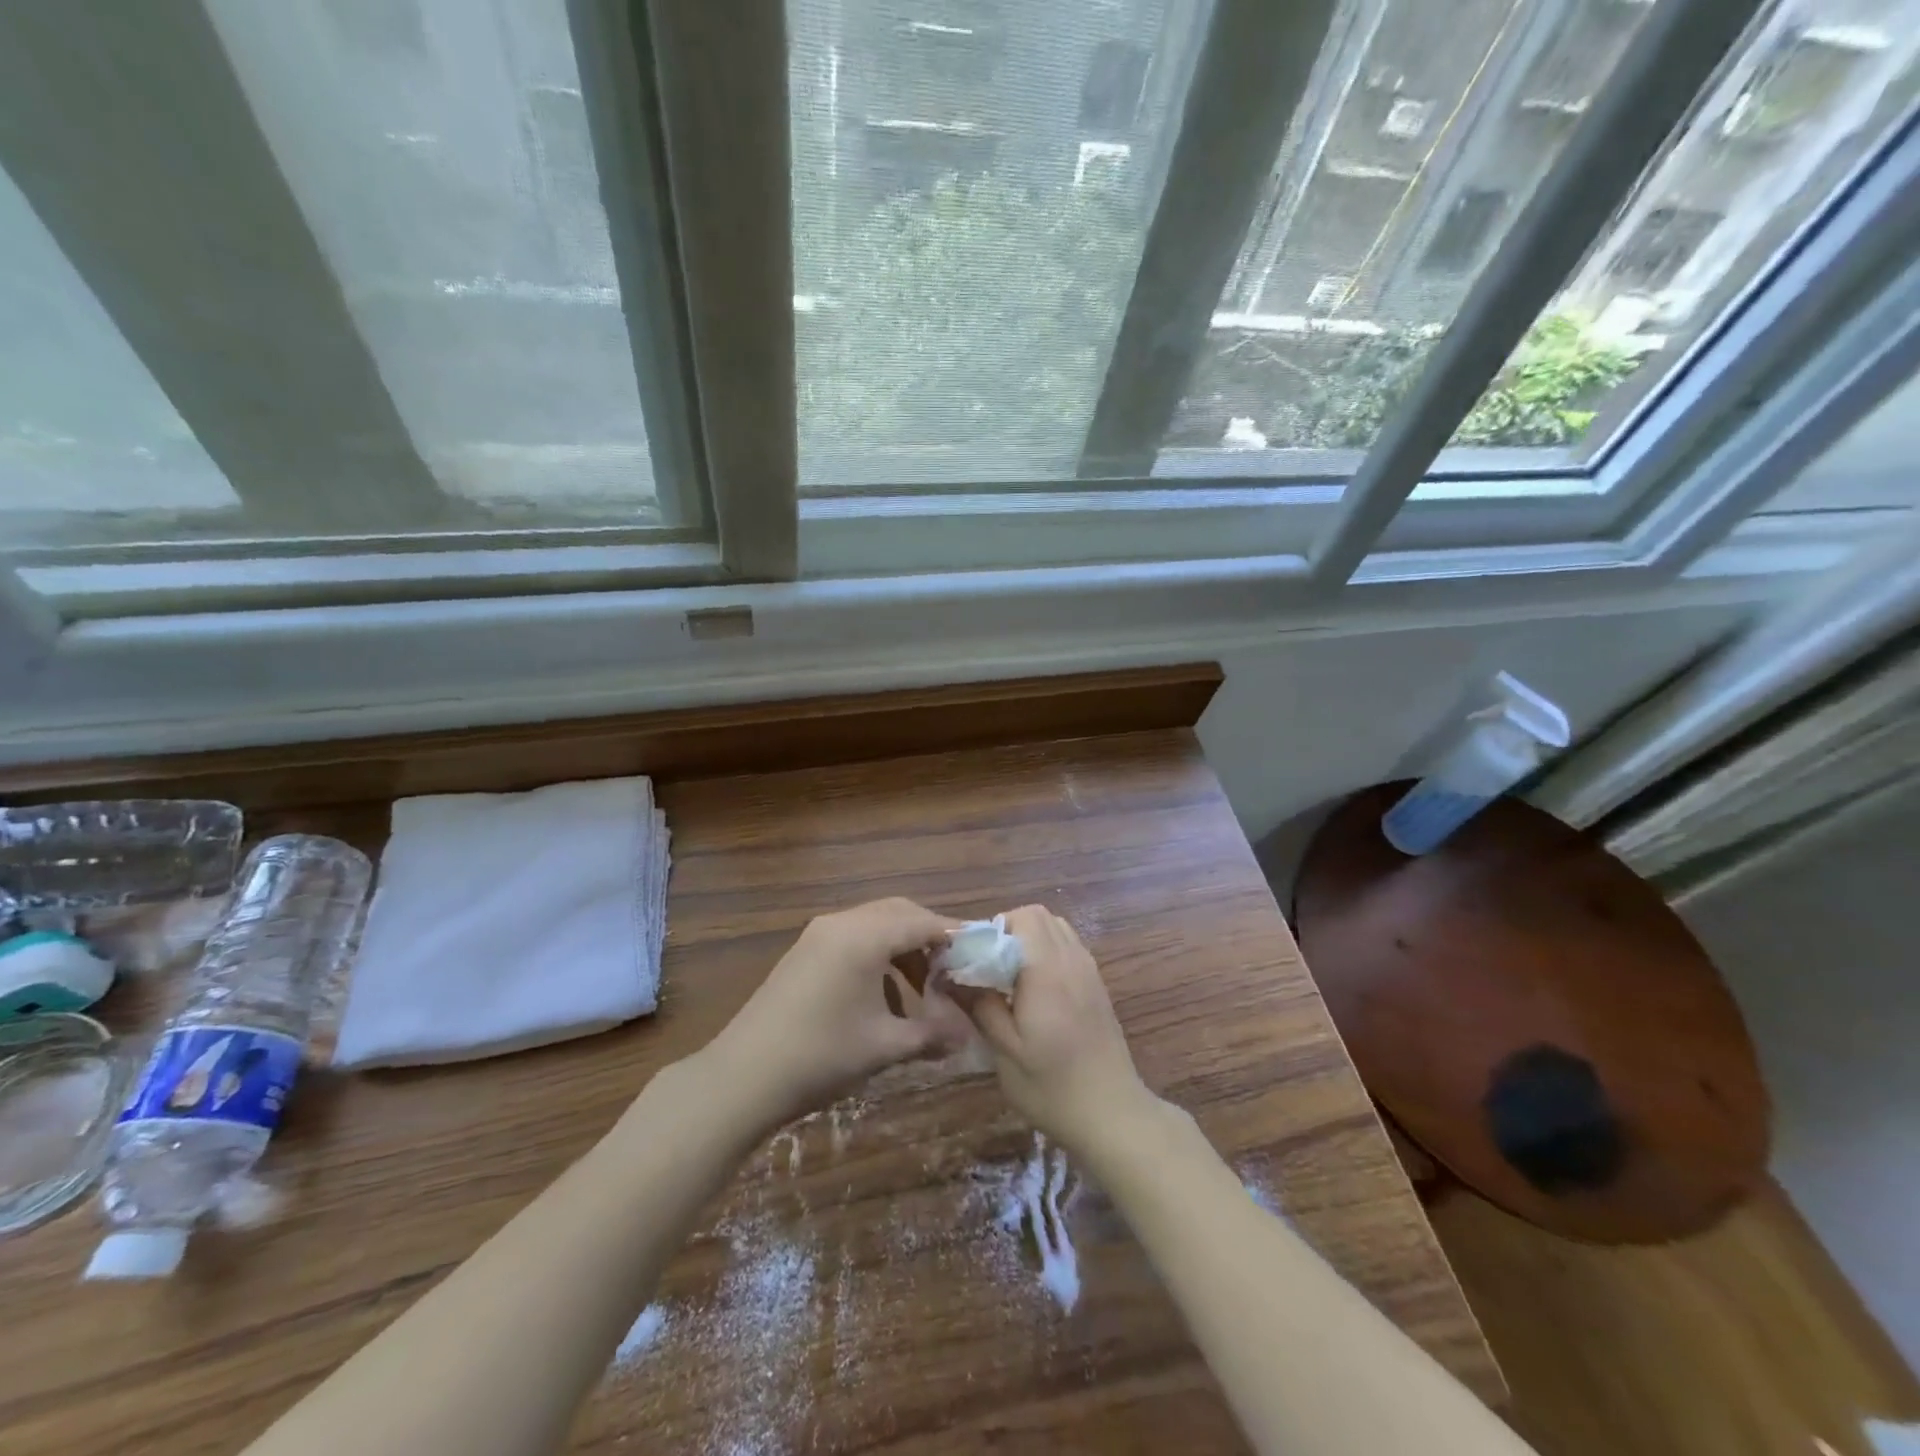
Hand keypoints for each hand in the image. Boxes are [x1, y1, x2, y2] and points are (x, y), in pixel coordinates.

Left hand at [700, 898, 972, 1129]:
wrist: (742, 1077)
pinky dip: (878, 958)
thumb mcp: (885, 1046)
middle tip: (956, 970)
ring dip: (904, 949)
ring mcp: (819, 935)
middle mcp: (842, 922)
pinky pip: (854, 939)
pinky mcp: (805, 952)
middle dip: (931, 938)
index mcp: (864, 936)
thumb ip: (932, 1034)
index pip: (924, 921)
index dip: (956, 936)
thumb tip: (968, 1034)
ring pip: (876, 926)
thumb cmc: (821, 1055)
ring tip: (924, 990)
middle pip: (899, 914)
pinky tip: (884, 999)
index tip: (981, 955)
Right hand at [962, 905, 1158, 1157]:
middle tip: (988, 966)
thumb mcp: (1005, 1051)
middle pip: (1038, 915)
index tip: (972, 959)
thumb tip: (951, 975)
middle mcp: (1071, 960)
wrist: (1112, 1115)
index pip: (1022, 917)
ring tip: (1009, 976)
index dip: (992, 929)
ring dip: (1029, 939)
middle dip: (1008, 930)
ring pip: (1056, 928)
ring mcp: (1089, 971)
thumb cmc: (1052, 1086)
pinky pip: (1068, 947)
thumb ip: (980, 1005)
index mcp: (1047, 970)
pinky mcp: (1097, 985)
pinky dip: (1047, 952)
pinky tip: (1035, 990)